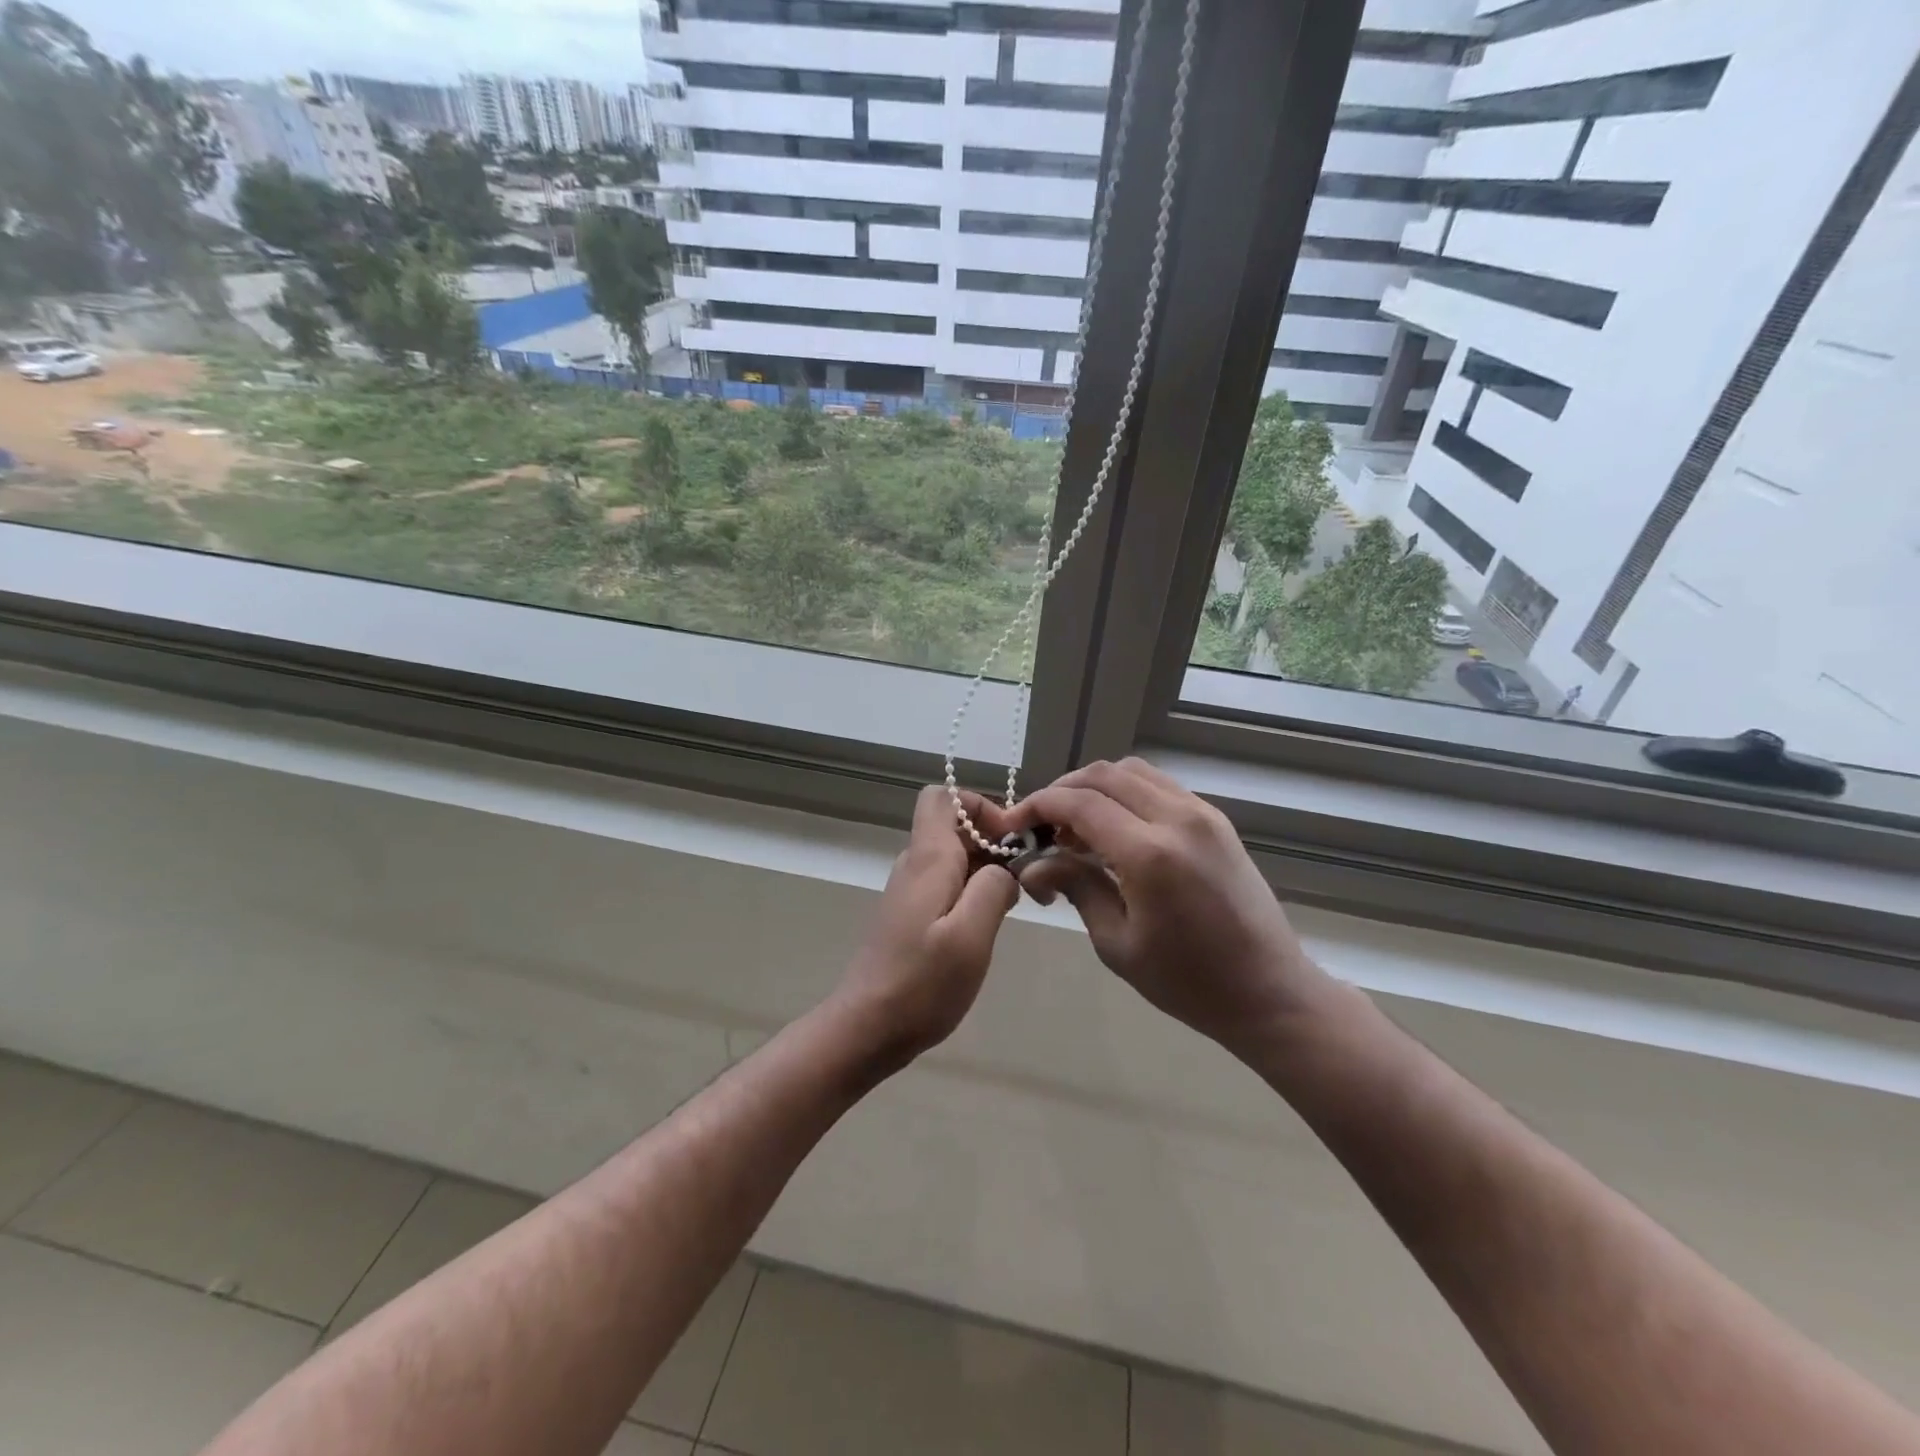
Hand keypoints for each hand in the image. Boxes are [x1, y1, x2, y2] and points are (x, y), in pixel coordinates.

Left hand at [833, 785, 1020, 1068]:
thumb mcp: (970, 935)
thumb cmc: (922, 983)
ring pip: (955, 857)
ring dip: (988, 869)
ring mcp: (911, 891)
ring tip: (1018, 903)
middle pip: (955, 827)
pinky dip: (974, 891)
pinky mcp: (912, 916)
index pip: (943, 797)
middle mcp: (916, 865)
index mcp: (928, 859)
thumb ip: (993, 889)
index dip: (979, 805)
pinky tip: (990, 924)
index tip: (1010, 838)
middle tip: (1028, 878)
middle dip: (994, 841)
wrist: (868, 1027)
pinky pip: (948, 884)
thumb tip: (1005, 868)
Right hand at [1005, 759, 1335, 1055]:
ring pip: (1133, 772)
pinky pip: (1159, 786)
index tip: (1013, 825)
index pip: (1079, 803)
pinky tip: (1114, 831)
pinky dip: (1126, 794)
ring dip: (1095, 788)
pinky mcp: (1216, 820)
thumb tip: (1031, 865)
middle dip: (1062, 791)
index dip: (1038, 806)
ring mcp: (1202, 814)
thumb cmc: (1188, 982)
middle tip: (1040, 826)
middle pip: (1104, 775)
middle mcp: (1178, 818)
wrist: (1270, 992)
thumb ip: (1074, 887)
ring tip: (1075, 829)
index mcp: (1150, 853)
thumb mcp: (1117, 942)